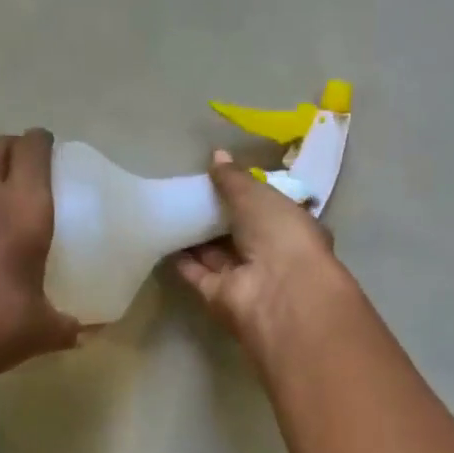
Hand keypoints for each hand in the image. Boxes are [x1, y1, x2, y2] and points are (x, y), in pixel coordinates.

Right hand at [174, 150, 352, 359]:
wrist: (278, 291)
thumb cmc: (281, 234)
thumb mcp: (258, 195)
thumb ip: (234, 178)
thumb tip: (217, 155)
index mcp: (291, 228)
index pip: (267, 210)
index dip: (246, 195)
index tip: (220, 179)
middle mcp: (270, 256)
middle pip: (239, 234)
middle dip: (217, 216)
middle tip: (189, 192)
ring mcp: (245, 279)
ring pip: (216, 254)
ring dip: (196, 237)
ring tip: (169, 210)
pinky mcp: (219, 297)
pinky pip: (197, 274)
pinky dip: (181, 260)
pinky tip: (162, 239)